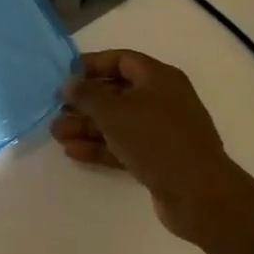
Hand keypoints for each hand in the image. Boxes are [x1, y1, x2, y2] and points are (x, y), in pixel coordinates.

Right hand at [52, 49, 243, 242]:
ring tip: (57, 134)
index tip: (64, 75)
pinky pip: (123, 146)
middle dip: (84, 102)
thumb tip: (70, 84)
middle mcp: (162, 99)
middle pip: (116, 92)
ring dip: (87, 126)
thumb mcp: (114, 111)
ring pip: (117, 122)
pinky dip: (100, 147)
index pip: (121, 60)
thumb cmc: (155, 139)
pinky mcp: (159, 158)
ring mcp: (162, 131)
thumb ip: (87, 94)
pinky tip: (74, 152)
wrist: (198, 193)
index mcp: (159, 78)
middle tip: (55, 110)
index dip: (91, 65)